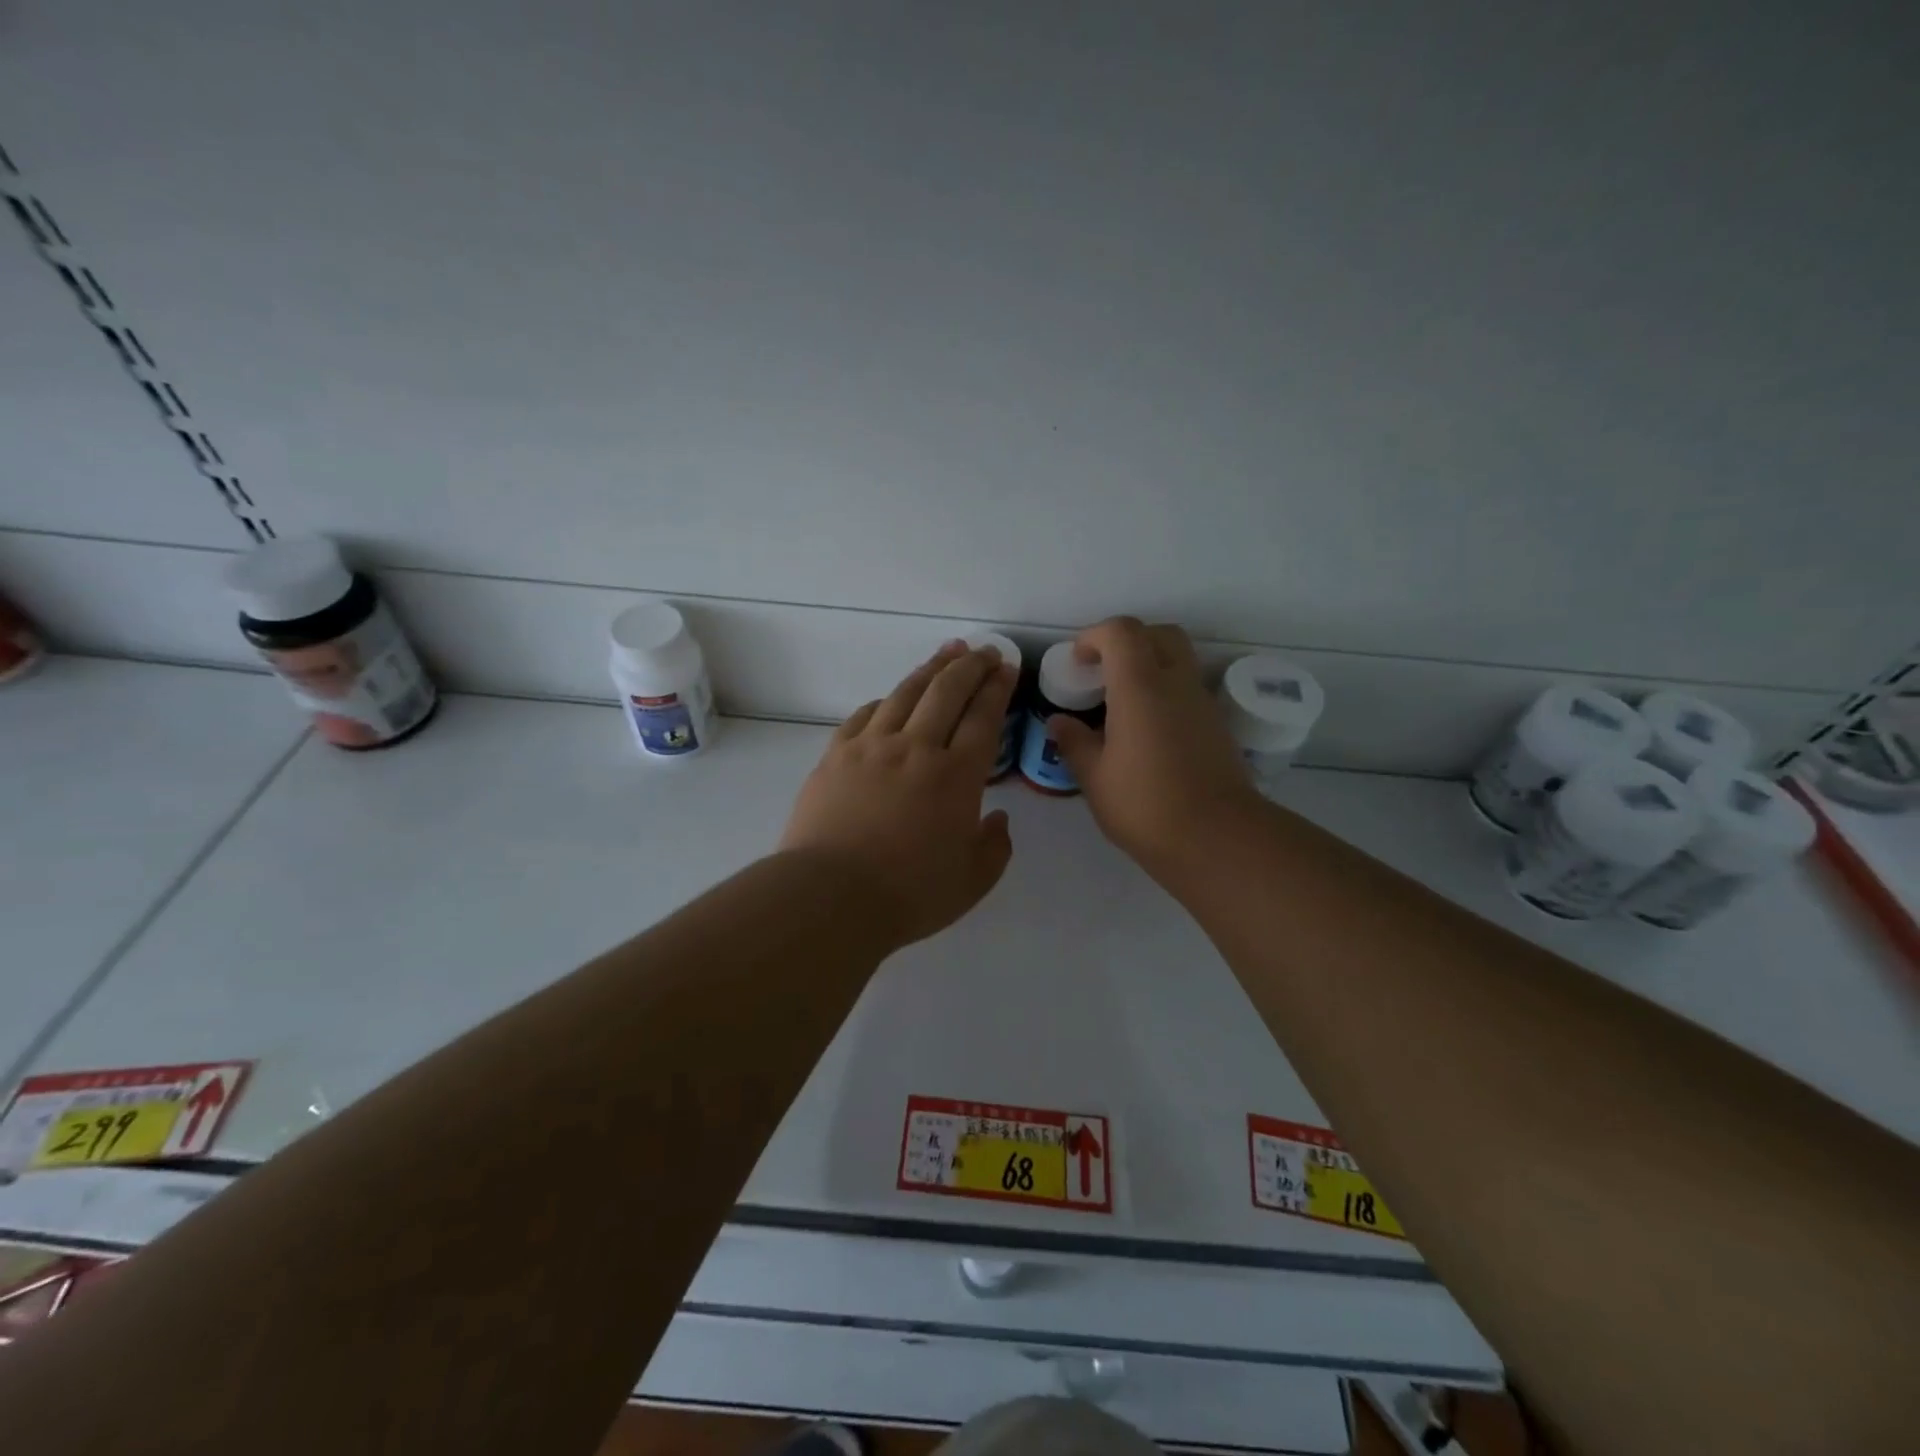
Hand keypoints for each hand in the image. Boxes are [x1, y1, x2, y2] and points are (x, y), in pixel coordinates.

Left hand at [781, 642, 1017, 949]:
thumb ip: (994, 847)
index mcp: (956, 776)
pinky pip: (864, 716)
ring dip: (930, 670)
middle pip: (947, 692)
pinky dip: (884, 701)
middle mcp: (916, 749)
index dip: (997, 688)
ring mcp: (871, 747)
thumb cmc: (909, 894)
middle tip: (984, 651)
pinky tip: (891, 698)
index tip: (1006, 667)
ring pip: (906, 694)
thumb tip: (997, 819)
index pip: (983, 717)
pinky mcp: (835, 756)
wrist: (830, 896)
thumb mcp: (972, 881)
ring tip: (946, 653)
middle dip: (970, 666)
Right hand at [1049, 618, 1261, 875]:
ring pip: (1179, 660)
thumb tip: (1058, 722)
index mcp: (1141, 686)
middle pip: (1159, 634)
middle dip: (1128, 641)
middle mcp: (1176, 683)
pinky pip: (1188, 690)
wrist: (1217, 838)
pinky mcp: (1217, 726)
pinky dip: (1166, 692)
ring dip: (1150, 665)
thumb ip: (1074, 742)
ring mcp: (1202, 703)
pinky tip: (1147, 731)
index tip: (1078, 662)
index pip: (1122, 632)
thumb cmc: (1145, 805)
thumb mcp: (1095, 778)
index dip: (1095, 636)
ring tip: (1122, 703)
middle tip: (1103, 671)